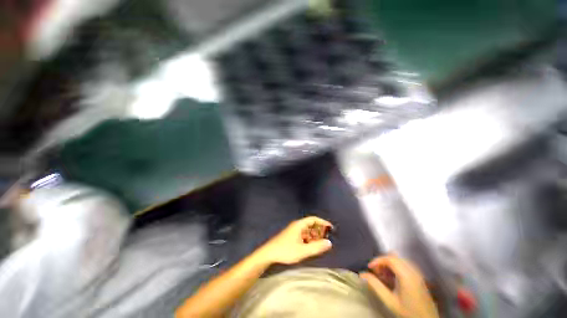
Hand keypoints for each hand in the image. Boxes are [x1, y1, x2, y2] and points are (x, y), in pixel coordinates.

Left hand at [258, 216, 332, 264]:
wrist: (269, 253)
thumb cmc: (286, 250)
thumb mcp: (302, 251)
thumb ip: (316, 247)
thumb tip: (329, 243)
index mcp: (299, 225)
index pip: (313, 219)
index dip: (323, 222)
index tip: (331, 228)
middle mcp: (297, 225)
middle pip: (310, 224)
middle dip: (319, 230)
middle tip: (326, 238)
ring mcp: (293, 231)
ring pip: (307, 230)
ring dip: (314, 235)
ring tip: (320, 244)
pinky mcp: (291, 236)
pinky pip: (303, 235)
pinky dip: (309, 239)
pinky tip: (310, 247)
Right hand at [359, 256, 438, 317]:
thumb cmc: (408, 312)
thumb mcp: (389, 300)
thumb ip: (375, 285)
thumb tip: (362, 274)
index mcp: (406, 275)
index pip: (389, 258)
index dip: (377, 260)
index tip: (369, 268)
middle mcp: (413, 270)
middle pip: (394, 257)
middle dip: (382, 262)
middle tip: (376, 272)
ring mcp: (417, 273)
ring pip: (399, 260)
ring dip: (388, 264)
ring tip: (383, 276)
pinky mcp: (419, 277)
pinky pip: (404, 265)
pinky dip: (395, 268)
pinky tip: (392, 279)